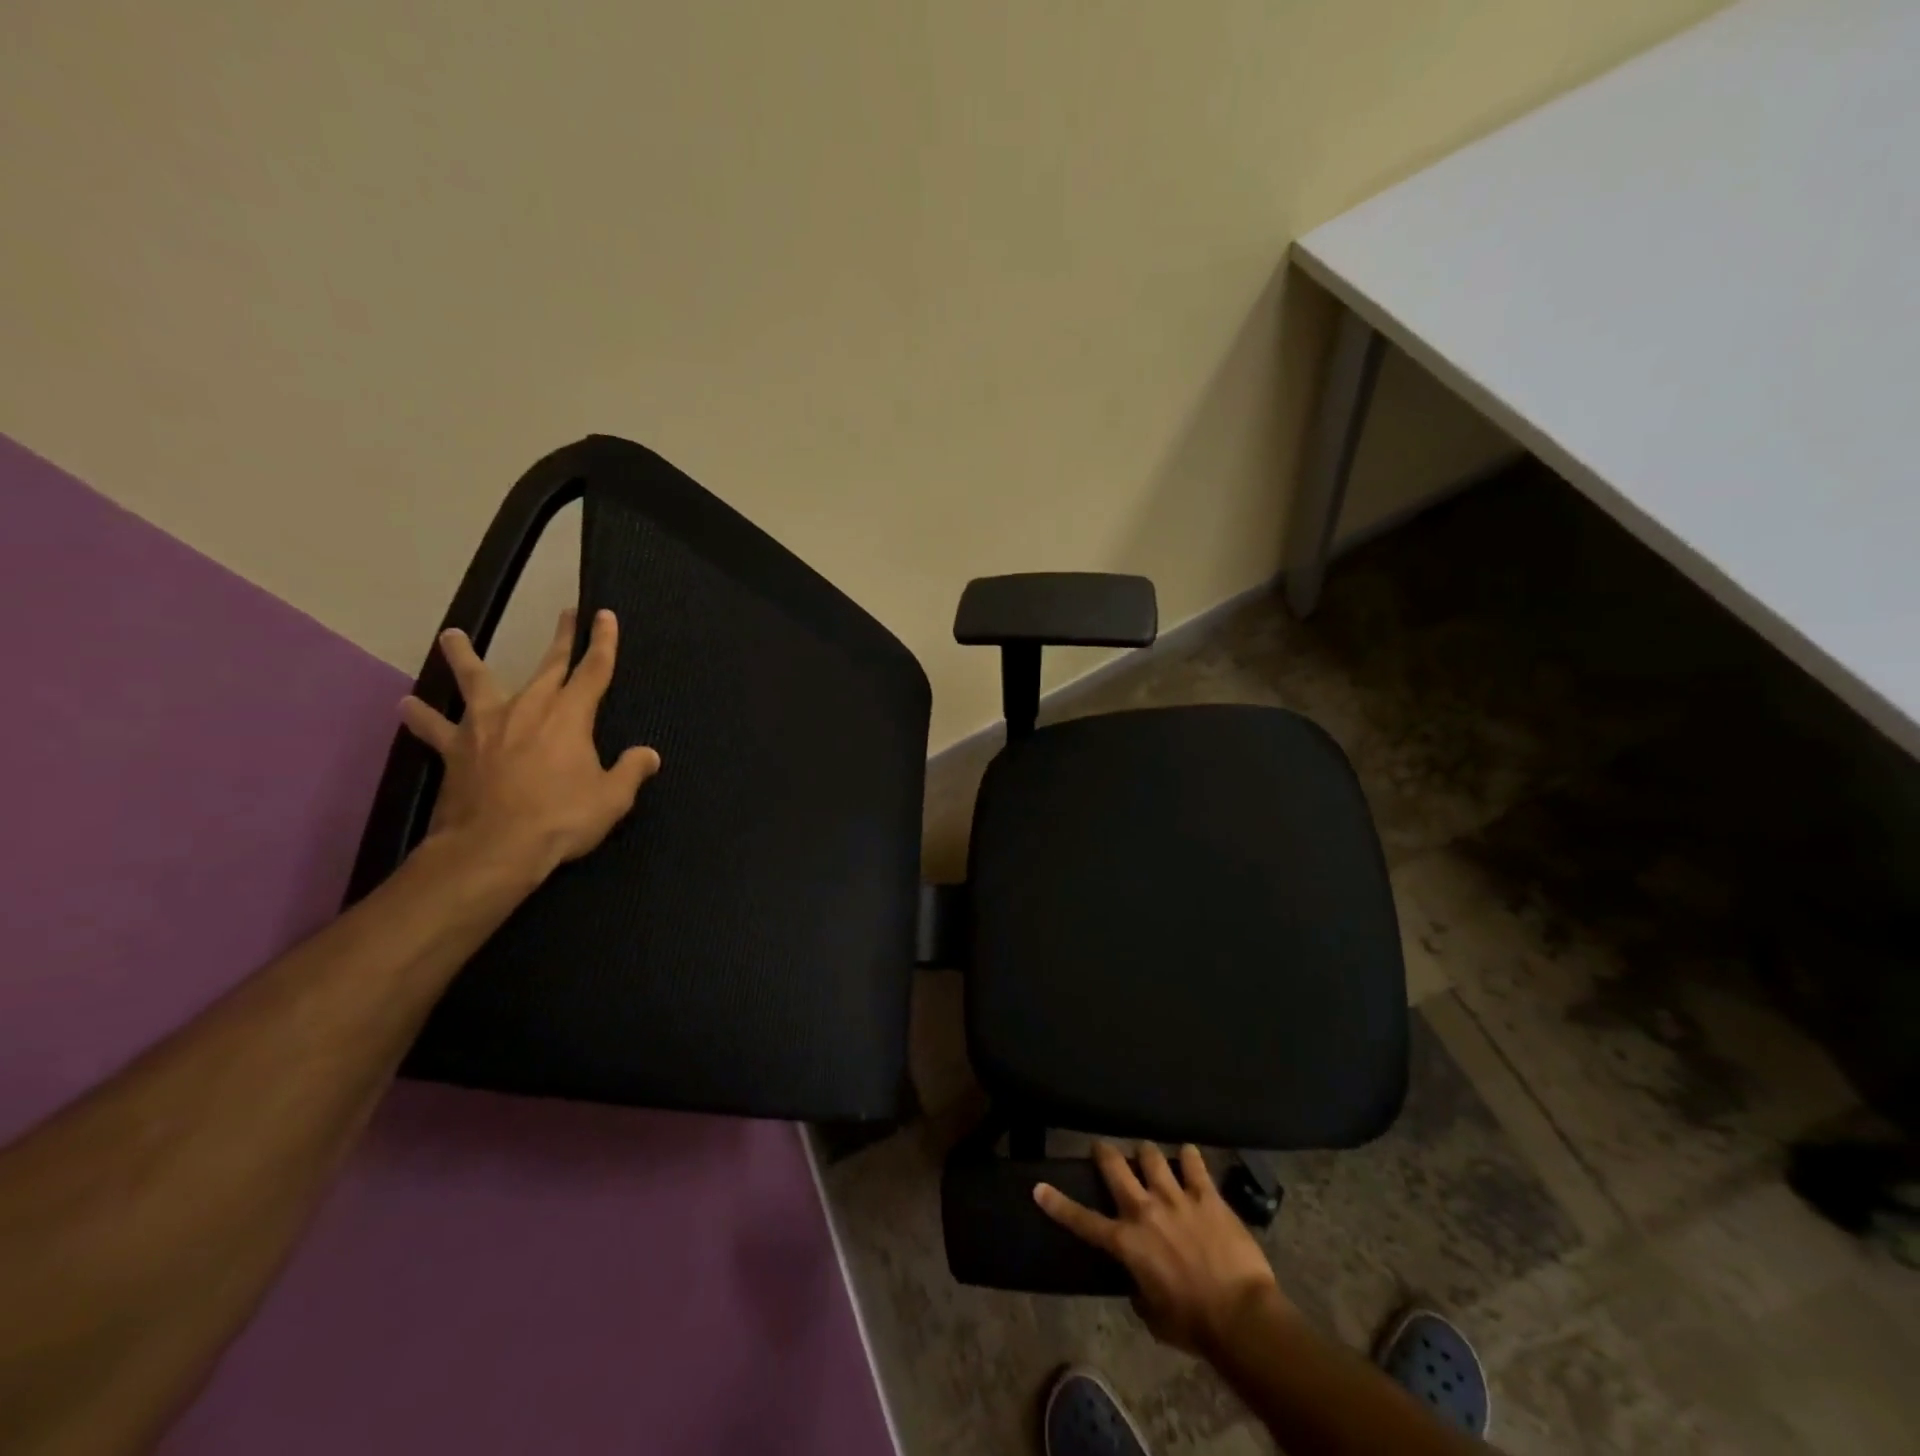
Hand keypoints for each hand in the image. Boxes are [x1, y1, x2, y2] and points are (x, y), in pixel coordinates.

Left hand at [399, 607, 660, 880]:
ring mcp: (486, 726)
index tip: (605, 614)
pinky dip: (421, 716)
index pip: (594, 670)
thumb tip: (648, 755)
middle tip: (567, 613)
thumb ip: (631, 771)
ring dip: (464, 657)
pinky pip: (435, 728)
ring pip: (475, 681)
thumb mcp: (612, 798)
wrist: (493, 847)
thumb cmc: (561, 818)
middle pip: (548, 665)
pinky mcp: (456, 750)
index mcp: (570, 716)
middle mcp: (528, 708)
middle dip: (561, 638)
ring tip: (451, 635)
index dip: (603, 642)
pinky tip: (406, 705)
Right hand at [1035, 1142, 1289, 1355]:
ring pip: (1151, 1155)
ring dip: (1147, 1154)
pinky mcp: (1206, 1194)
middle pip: (1115, 1165)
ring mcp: (1176, 1197)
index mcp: (1127, 1243)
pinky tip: (1189, 1156)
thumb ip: (1139, 1288)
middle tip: (1103, 1149)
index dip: (1057, 1203)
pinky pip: (1194, 1162)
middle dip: (1104, 1152)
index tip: (1039, 1187)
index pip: (1082, 1220)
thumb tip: (1138, 1279)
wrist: (1240, 1317)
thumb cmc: (1193, 1326)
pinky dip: (1189, 1157)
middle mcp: (1145, 1210)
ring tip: (1151, 1157)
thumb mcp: (1153, 1316)